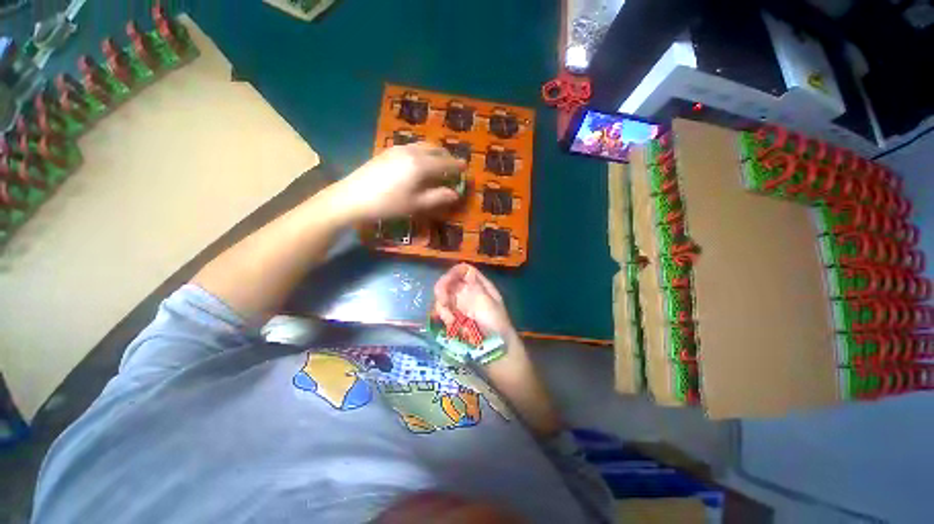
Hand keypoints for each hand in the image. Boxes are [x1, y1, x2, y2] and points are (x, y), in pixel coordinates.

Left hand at [329, 142, 465, 221]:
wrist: (352, 197)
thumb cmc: (388, 204)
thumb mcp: (416, 205)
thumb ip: (438, 197)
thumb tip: (455, 193)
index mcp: (422, 165)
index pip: (446, 163)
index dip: (457, 166)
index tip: (466, 169)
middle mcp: (412, 152)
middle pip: (435, 149)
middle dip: (447, 156)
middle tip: (454, 166)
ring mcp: (398, 149)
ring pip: (423, 146)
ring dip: (435, 153)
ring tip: (439, 163)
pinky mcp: (388, 151)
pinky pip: (412, 147)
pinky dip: (423, 152)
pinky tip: (420, 163)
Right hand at [433, 263, 515, 338]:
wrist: (494, 349)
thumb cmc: (495, 325)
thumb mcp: (488, 305)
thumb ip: (475, 288)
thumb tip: (467, 271)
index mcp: (480, 286)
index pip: (464, 271)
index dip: (454, 273)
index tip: (446, 282)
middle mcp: (469, 292)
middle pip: (450, 282)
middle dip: (443, 290)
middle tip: (443, 302)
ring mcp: (461, 304)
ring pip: (444, 297)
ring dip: (443, 307)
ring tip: (451, 320)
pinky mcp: (455, 316)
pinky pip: (443, 311)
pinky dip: (444, 316)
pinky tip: (451, 324)